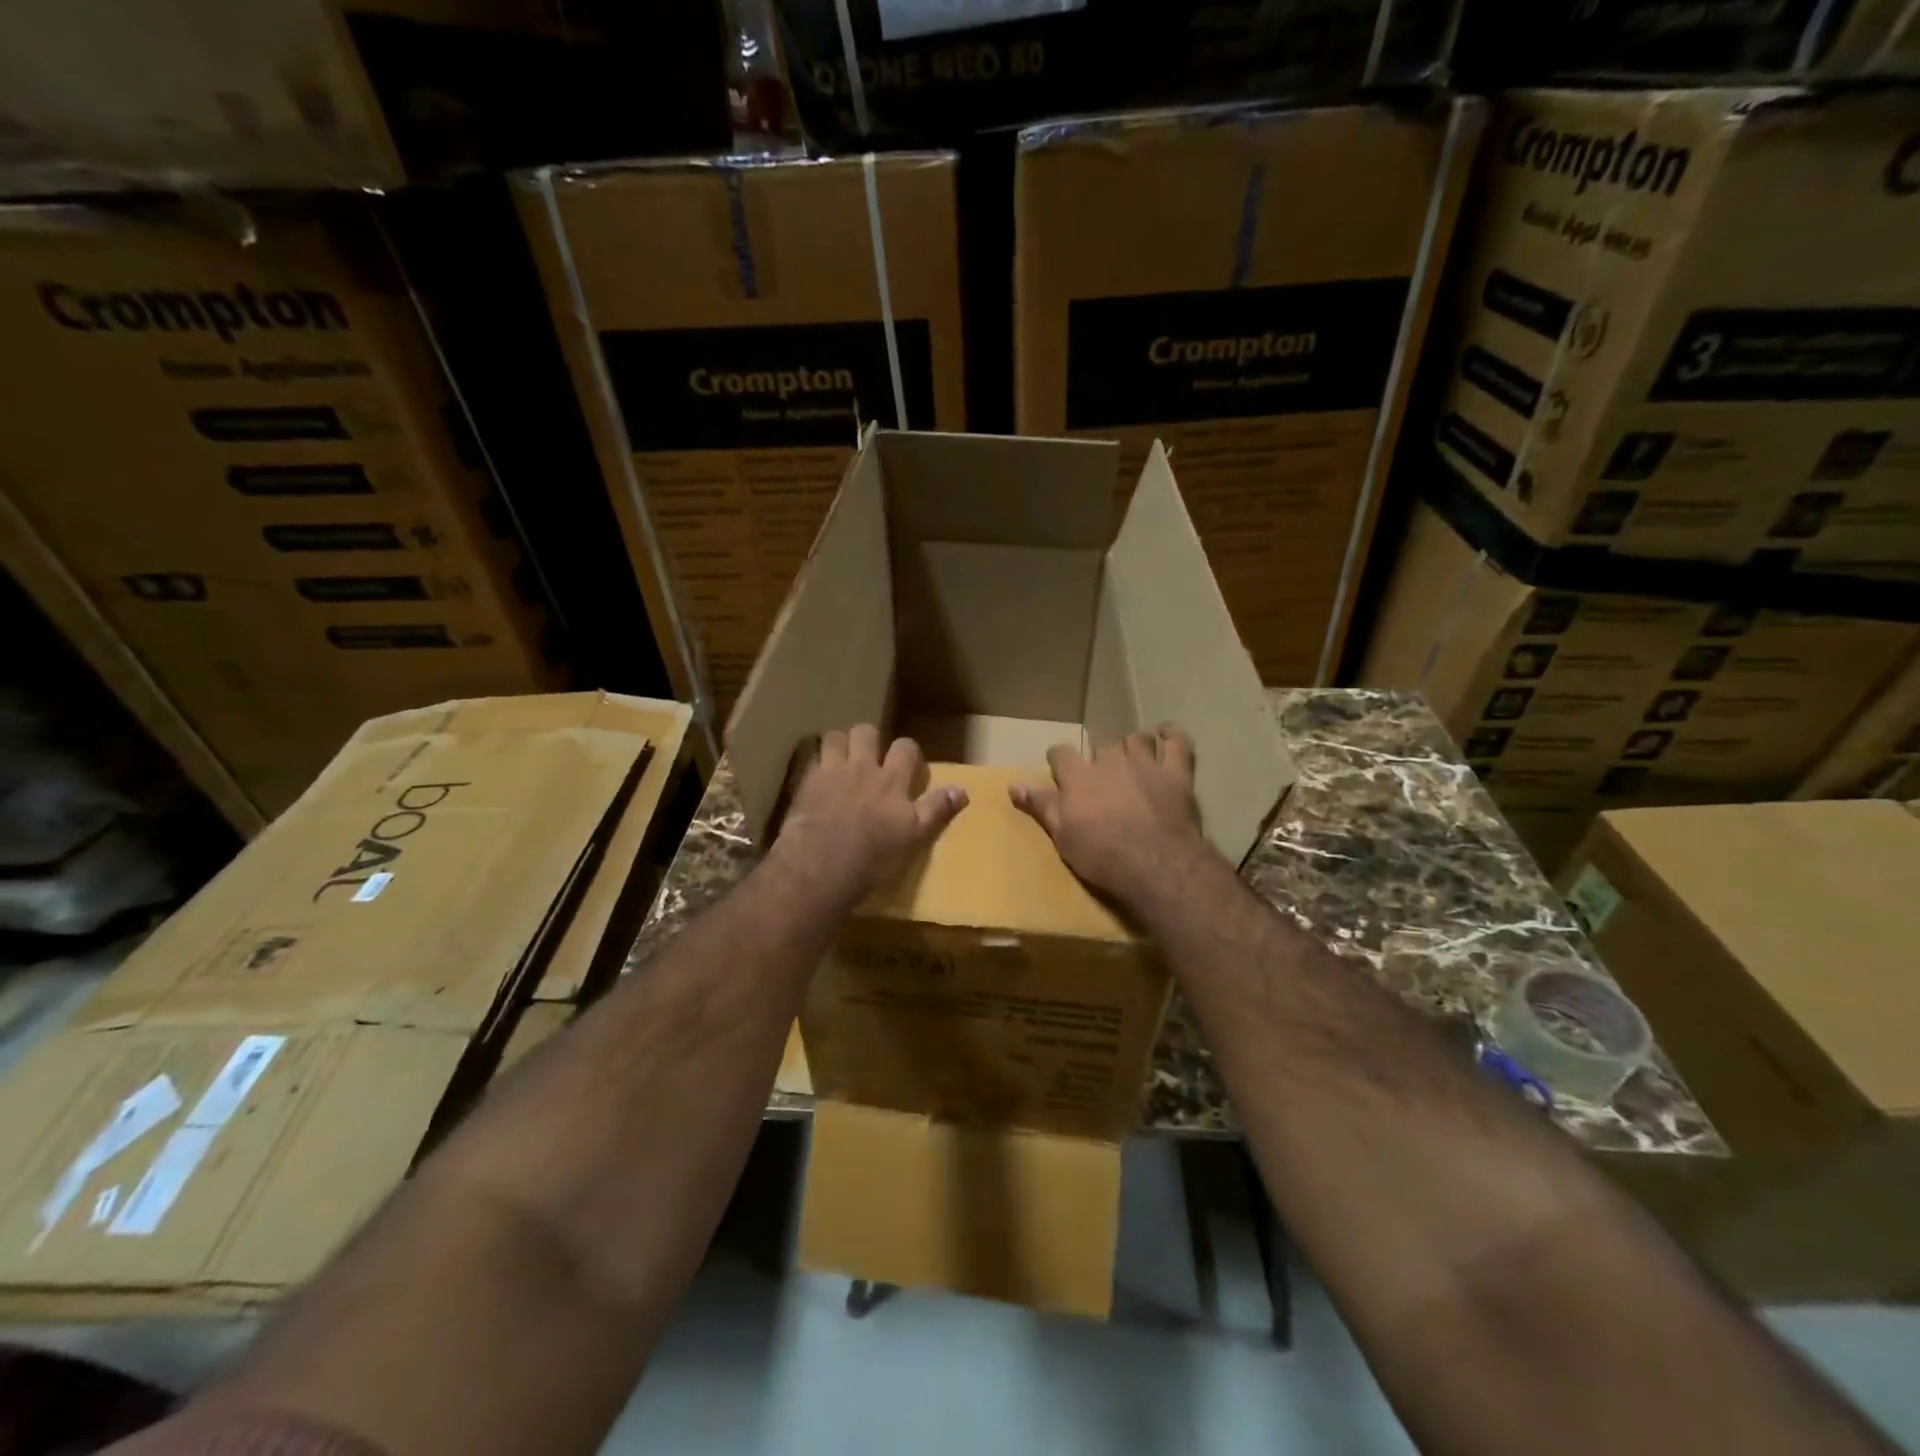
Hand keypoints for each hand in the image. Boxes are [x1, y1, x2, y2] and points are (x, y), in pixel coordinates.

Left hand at [772, 725, 967, 901]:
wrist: (820, 868)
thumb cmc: (873, 857)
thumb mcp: (914, 837)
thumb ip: (936, 810)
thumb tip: (962, 790)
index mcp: (892, 780)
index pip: (905, 748)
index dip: (907, 751)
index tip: (908, 764)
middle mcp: (862, 768)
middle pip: (866, 732)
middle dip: (869, 739)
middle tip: (869, 757)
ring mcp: (830, 772)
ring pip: (834, 737)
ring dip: (839, 744)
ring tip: (841, 760)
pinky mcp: (805, 784)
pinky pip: (809, 759)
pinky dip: (814, 762)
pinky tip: (815, 776)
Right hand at [1010, 726, 1210, 907]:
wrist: (1154, 865)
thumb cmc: (1102, 856)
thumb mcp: (1062, 836)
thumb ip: (1041, 806)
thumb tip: (1013, 785)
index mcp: (1079, 776)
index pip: (1060, 754)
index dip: (1059, 760)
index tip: (1060, 769)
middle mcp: (1110, 761)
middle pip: (1102, 745)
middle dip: (1101, 757)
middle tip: (1103, 777)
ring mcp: (1146, 764)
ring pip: (1137, 739)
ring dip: (1133, 746)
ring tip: (1133, 758)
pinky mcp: (1176, 773)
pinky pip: (1177, 743)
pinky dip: (1172, 735)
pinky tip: (1167, 733)